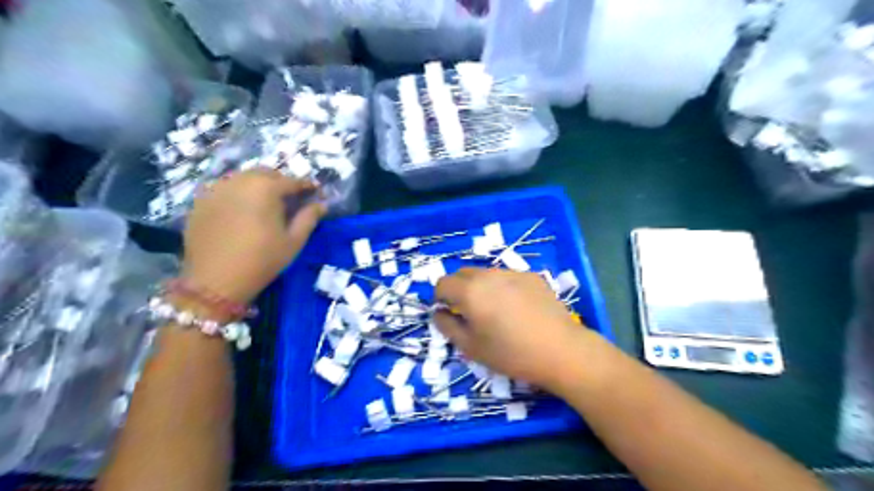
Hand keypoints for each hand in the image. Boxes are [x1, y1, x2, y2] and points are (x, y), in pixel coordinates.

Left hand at [182, 171, 325, 303]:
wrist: (216, 281)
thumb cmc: (263, 260)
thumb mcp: (293, 241)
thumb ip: (309, 218)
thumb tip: (321, 204)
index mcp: (265, 189)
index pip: (291, 181)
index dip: (305, 185)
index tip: (314, 190)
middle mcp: (239, 182)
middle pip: (264, 173)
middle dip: (279, 181)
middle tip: (289, 197)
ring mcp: (216, 190)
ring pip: (242, 178)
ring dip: (257, 185)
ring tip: (265, 203)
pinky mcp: (200, 202)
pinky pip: (223, 189)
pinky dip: (237, 194)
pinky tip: (241, 211)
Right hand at [433, 269, 598, 391]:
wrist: (561, 350)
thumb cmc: (511, 353)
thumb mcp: (471, 347)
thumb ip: (447, 326)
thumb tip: (438, 312)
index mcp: (470, 291)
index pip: (442, 283)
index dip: (440, 299)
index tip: (449, 314)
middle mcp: (489, 274)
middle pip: (462, 274)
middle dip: (458, 290)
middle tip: (469, 313)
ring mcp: (512, 273)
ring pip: (486, 274)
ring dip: (481, 287)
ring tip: (495, 311)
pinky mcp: (532, 276)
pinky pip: (507, 277)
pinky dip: (503, 288)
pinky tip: (518, 308)